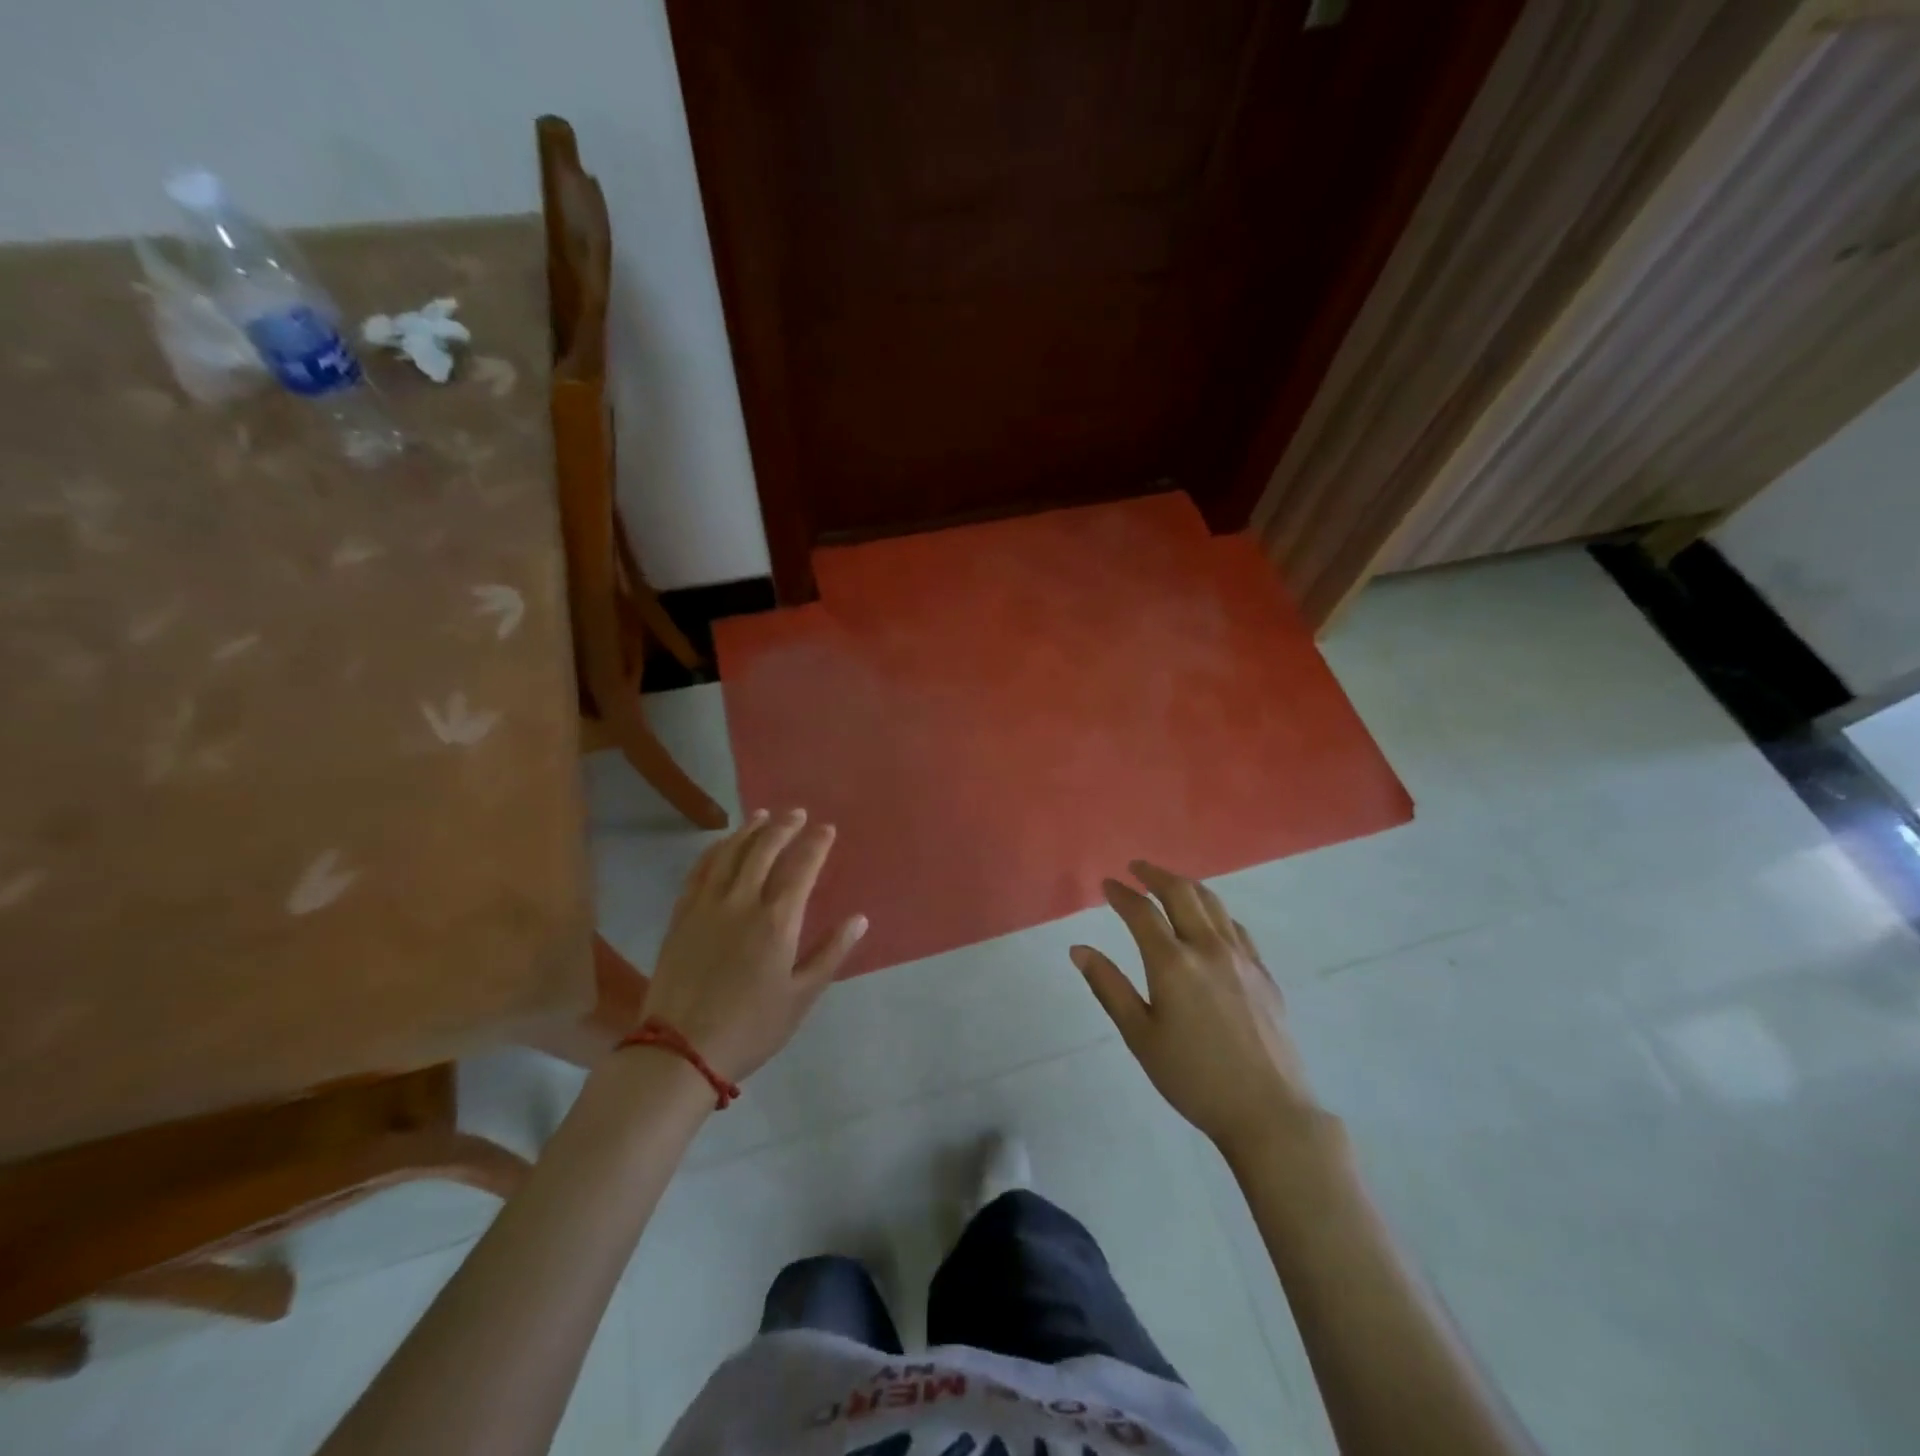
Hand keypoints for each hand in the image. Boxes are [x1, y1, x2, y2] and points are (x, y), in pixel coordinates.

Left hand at [640, 809, 866, 1083]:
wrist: (680, 1051)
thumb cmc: (751, 1027)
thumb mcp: (801, 997)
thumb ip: (831, 953)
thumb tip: (859, 919)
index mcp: (777, 921)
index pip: (802, 867)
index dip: (816, 844)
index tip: (827, 829)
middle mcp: (742, 902)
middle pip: (764, 849)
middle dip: (784, 826)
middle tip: (797, 813)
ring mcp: (707, 905)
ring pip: (730, 853)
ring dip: (749, 829)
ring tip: (763, 815)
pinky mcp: (681, 915)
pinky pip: (700, 870)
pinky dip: (715, 850)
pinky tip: (723, 843)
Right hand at [1072, 861, 1317, 1158]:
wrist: (1268, 1112)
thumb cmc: (1193, 1078)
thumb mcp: (1140, 1036)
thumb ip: (1109, 987)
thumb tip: (1079, 949)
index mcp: (1172, 963)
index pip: (1142, 912)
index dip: (1121, 894)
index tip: (1107, 884)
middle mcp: (1207, 948)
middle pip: (1181, 893)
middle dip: (1155, 875)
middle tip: (1137, 868)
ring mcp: (1241, 957)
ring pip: (1213, 904)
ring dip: (1187, 885)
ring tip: (1170, 883)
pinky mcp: (1263, 973)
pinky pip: (1236, 926)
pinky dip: (1215, 911)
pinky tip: (1210, 920)